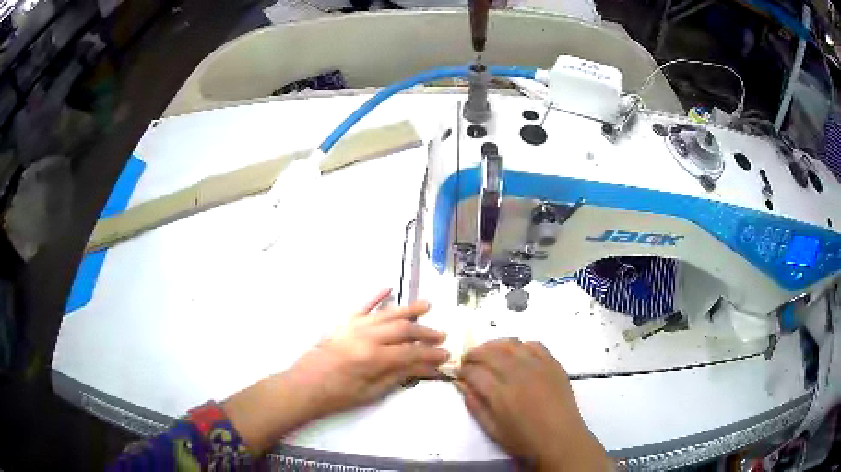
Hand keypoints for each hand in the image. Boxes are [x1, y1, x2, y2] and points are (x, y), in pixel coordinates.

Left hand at [224, 289, 448, 453]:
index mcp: (375, 358)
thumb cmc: (339, 395)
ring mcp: (355, 326)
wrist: (305, 385)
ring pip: (388, 313)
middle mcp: (367, 337)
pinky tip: (388, 288)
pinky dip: (376, 296)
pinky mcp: (344, 322)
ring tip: (427, 305)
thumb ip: (399, 376)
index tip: (446, 356)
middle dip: (425, 332)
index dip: (431, 355)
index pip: (412, 353)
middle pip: (404, 329)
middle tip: (441, 336)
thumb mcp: (372, 392)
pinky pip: (363, 305)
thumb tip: (426, 368)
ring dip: (409, 309)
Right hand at [456, 339, 609, 470]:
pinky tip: (516, 353)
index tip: (458, 372)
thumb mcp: (492, 429)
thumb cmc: (524, 440)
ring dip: (495, 345)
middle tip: (468, 360)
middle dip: (474, 354)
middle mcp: (519, 374)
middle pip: (490, 353)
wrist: (561, 439)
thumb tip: (460, 383)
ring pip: (511, 344)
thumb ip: (475, 405)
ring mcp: (538, 367)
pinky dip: (521, 345)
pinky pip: (535, 345)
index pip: (474, 372)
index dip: (462, 370)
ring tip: (489, 353)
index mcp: (501, 394)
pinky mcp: (553, 364)